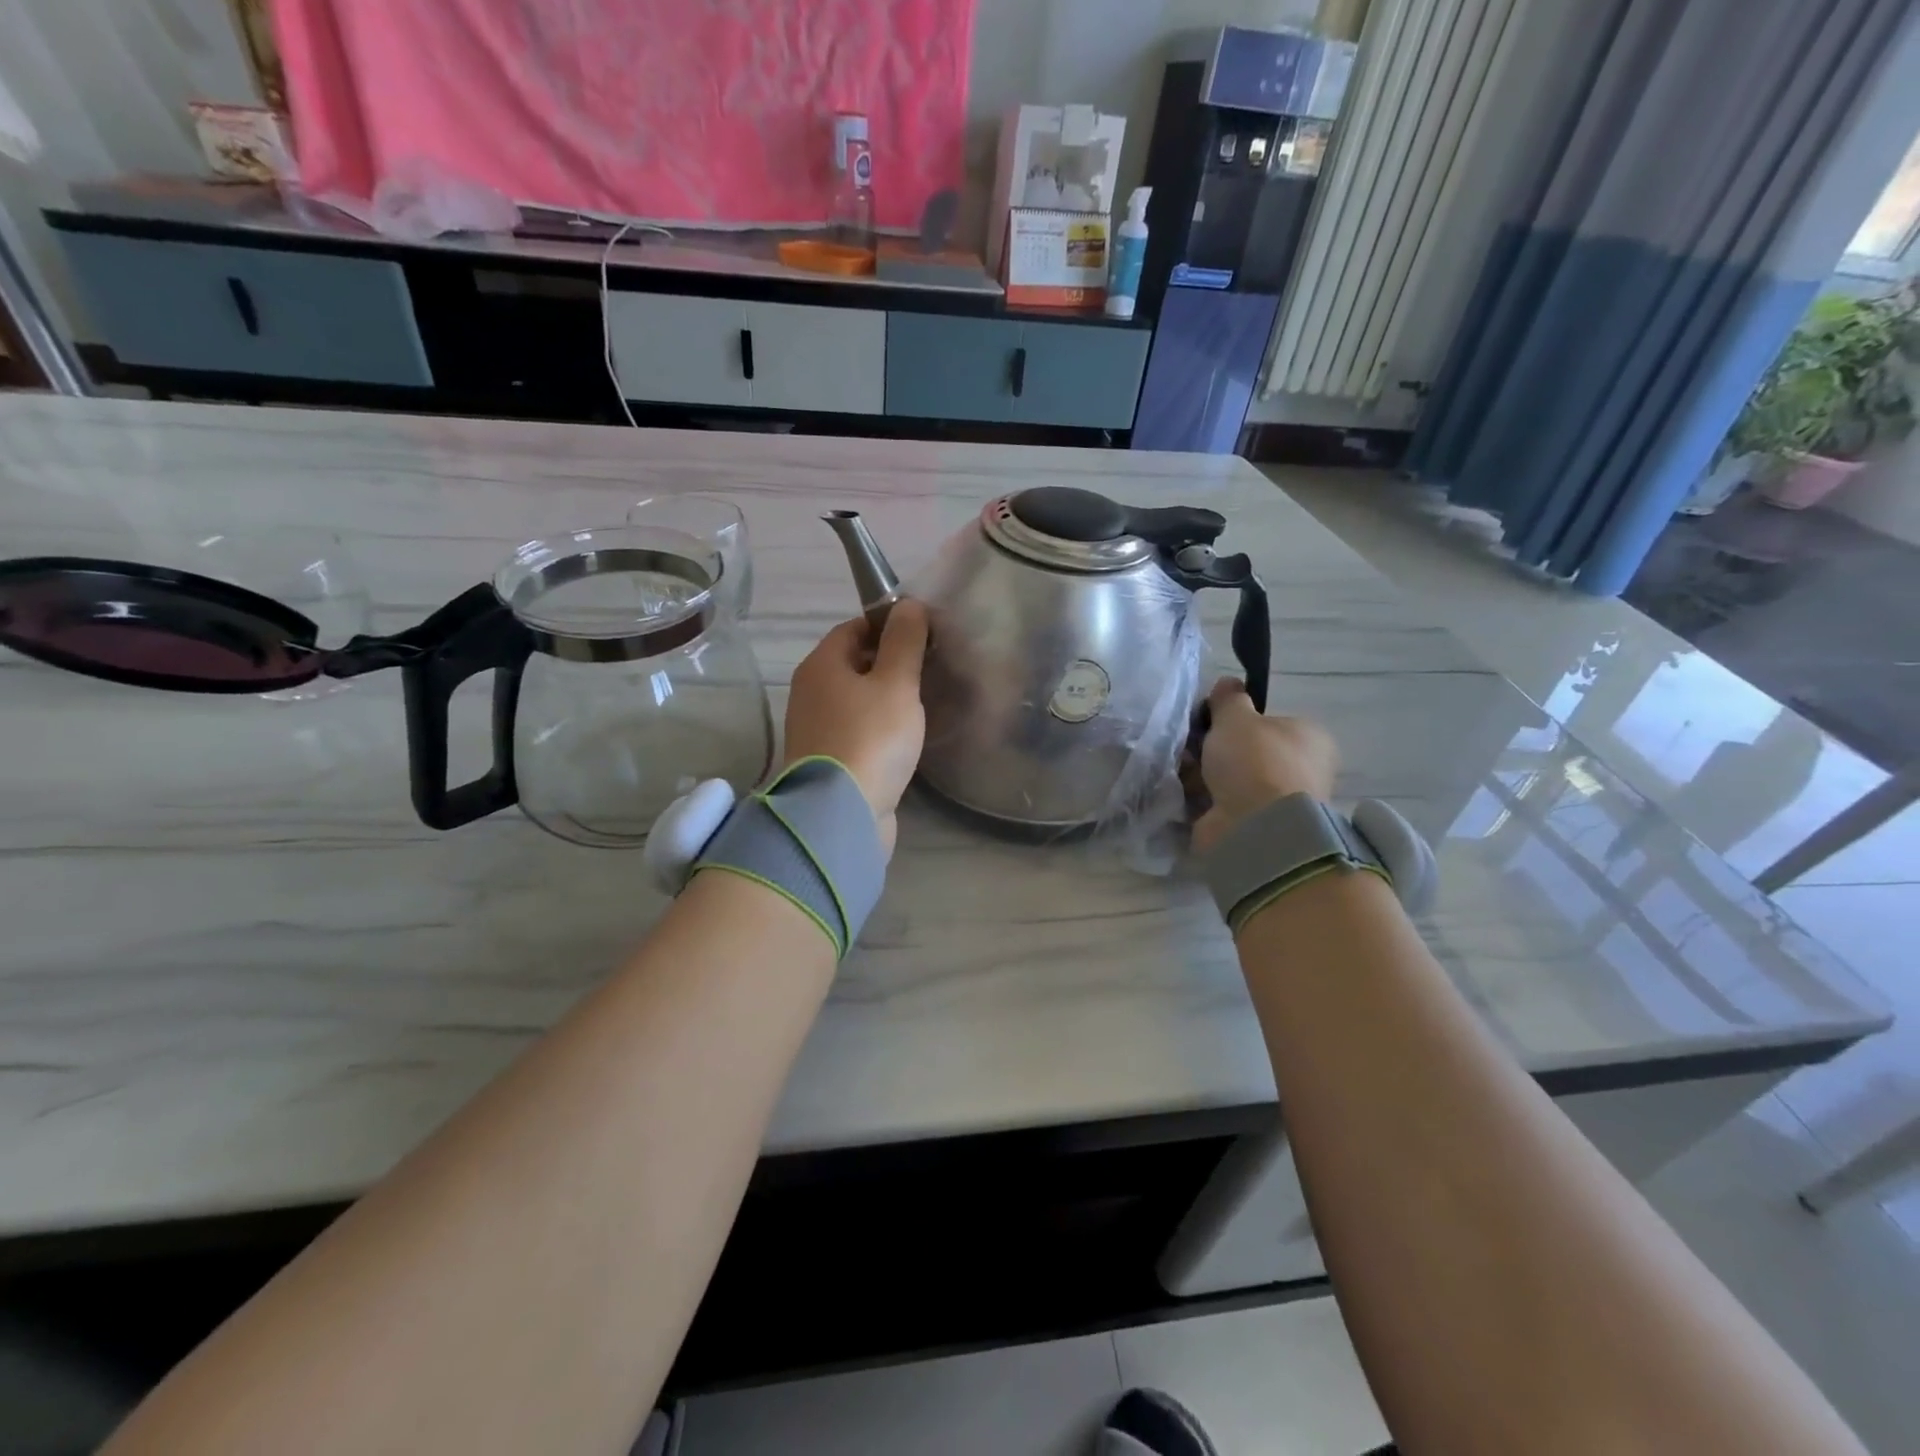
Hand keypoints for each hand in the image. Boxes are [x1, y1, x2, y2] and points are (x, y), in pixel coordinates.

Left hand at [782, 601, 928, 856]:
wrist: (840, 814)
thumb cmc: (870, 738)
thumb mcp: (896, 683)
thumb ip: (905, 642)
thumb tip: (910, 604)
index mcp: (821, 665)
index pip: (854, 627)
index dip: (889, 625)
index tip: (924, 635)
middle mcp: (810, 692)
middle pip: (853, 663)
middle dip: (889, 662)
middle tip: (930, 668)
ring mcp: (815, 729)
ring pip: (855, 699)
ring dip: (885, 697)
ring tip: (923, 701)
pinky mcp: (827, 761)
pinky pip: (856, 730)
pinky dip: (878, 727)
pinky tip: (904, 737)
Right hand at [1191, 677, 1338, 854]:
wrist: (1256, 827)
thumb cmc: (1255, 762)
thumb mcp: (1236, 718)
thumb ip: (1229, 699)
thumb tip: (1228, 683)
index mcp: (1309, 738)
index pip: (1269, 722)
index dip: (1236, 721)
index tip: (1208, 721)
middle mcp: (1301, 769)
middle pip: (1247, 752)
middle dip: (1216, 750)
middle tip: (1190, 746)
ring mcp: (1279, 801)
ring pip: (1232, 780)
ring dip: (1206, 775)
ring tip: (1182, 771)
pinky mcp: (1257, 827)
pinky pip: (1223, 805)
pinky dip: (1204, 800)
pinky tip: (1185, 794)